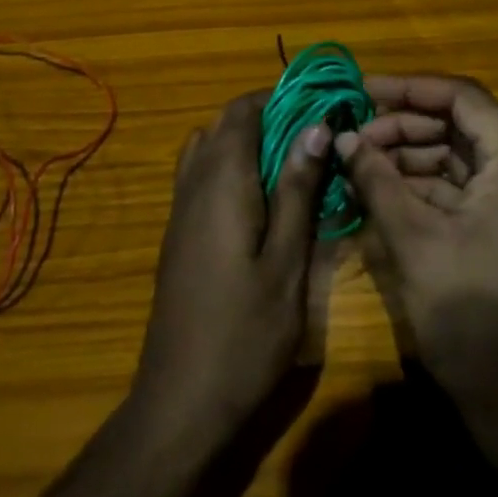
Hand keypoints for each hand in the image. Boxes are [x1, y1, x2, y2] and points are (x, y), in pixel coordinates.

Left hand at [129, 92, 331, 457]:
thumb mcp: (286, 260)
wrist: (182, 398)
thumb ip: (297, 189)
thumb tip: (315, 126)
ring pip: (208, 147)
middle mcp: (193, 181)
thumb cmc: (245, 332)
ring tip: (291, 167)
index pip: (243, 110)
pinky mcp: (178, 231)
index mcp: (221, 178)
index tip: (319, 108)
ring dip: (245, 143)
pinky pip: (200, 175)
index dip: (279, 98)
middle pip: (223, 124)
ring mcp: (179, 206)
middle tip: (313, 139)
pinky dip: (229, 168)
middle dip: (267, 118)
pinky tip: (261, 202)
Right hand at [339, 76, 497, 384]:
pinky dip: (424, 188)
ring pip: (458, 159)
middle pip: (459, 127)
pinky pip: (464, 191)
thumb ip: (376, 179)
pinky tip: (381, 193)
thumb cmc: (471, 312)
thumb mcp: (413, 239)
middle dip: (403, 127)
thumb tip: (342, 138)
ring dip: (409, 158)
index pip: (463, 98)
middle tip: (354, 137)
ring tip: (359, 164)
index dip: (410, 89)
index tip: (363, 91)